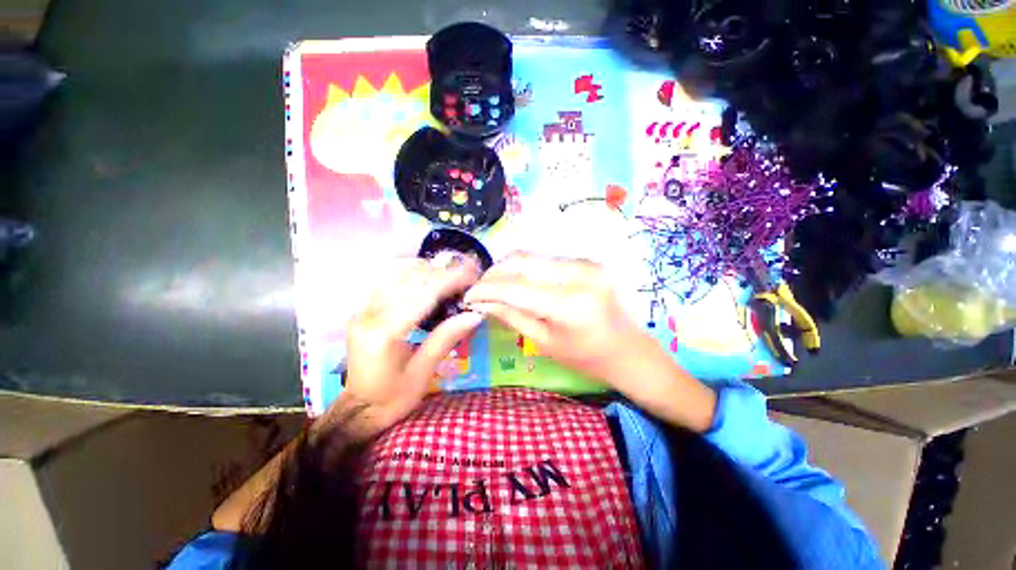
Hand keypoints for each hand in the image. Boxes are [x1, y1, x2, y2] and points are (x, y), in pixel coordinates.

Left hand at [339, 258, 483, 436]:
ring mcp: (363, 309)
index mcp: (384, 334)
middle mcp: (369, 314)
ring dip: (428, 270)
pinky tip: (428, 279)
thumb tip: (474, 315)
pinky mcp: (364, 308)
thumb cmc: (393, 398)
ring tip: (452, 275)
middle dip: (442, 272)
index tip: (473, 274)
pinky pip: (389, 280)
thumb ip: (446, 339)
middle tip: (468, 273)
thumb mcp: (423, 373)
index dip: (450, 281)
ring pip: (397, 274)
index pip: (422, 296)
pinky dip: (412, 274)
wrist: (359, 409)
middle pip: (409, 279)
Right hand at [464, 252, 716, 431]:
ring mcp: (588, 263)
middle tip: (480, 288)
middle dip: (495, 273)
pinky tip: (519, 280)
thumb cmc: (589, 358)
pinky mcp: (589, 261)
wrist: (631, 351)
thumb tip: (482, 302)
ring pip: (533, 255)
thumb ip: (512, 316)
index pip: (515, 287)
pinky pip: (548, 258)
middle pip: (523, 261)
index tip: (468, 295)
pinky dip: (527, 267)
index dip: (486, 290)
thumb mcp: (545, 343)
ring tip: (495, 285)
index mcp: (570, 304)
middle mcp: (580, 274)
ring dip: (509, 268)